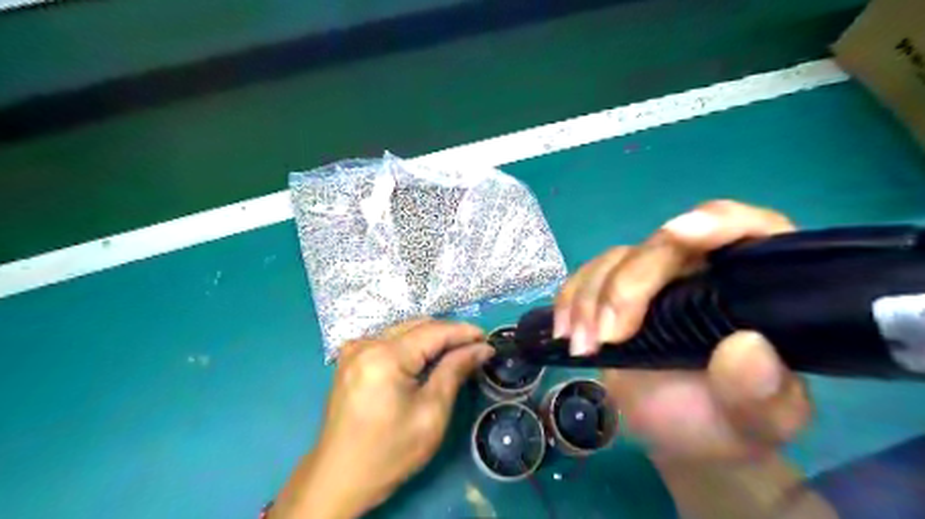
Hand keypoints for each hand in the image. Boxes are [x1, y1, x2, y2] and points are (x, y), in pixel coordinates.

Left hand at [272, 318, 494, 516]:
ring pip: (404, 330)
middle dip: (449, 335)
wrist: (339, 478)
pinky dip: (412, 346)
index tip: (488, 339)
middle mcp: (366, 343)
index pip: (433, 331)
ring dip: (431, 339)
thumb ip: (455, 371)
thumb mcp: (431, 414)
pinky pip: (389, 340)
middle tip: (475, 350)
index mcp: (384, 356)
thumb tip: (481, 348)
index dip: (464, 332)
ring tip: (456, 355)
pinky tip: (426, 361)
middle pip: (418, 326)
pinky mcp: (351, 358)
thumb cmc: (389, 452)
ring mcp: (354, 349)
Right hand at [555, 201, 811, 459]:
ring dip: (590, 299)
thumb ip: (762, 391)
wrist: (683, 431)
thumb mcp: (760, 420)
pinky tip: (565, 331)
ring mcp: (654, 279)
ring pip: (616, 261)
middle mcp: (702, 268)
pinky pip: (586, 278)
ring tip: (583, 347)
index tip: (677, 234)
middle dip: (627, 285)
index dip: (715, 222)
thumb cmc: (729, 420)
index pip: (747, 230)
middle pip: (661, 247)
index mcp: (755, 284)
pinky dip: (570, 300)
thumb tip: (747, 345)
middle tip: (608, 336)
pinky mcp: (615, 293)